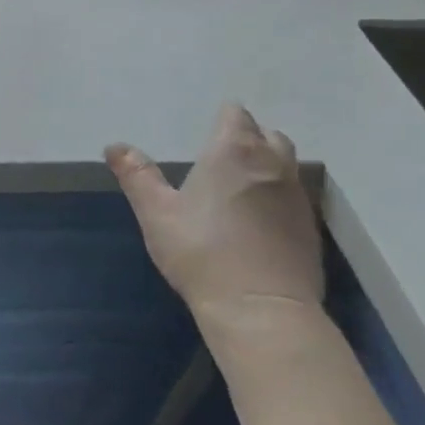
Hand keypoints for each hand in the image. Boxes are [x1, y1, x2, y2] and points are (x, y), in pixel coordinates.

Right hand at [107, 104, 322, 330]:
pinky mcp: (310, 227)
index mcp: (233, 152)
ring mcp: (297, 196)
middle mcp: (272, 164)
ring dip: (266, 166)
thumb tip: (114, 147)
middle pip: (267, 135)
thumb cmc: (201, 251)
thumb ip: (137, 175)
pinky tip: (258, 221)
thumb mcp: (156, 213)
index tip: (206, 133)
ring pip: (285, 164)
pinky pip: (293, 197)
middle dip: (248, 138)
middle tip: (221, 157)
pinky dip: (277, 197)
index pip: (236, 115)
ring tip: (239, 187)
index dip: (223, 119)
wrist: (261, 308)